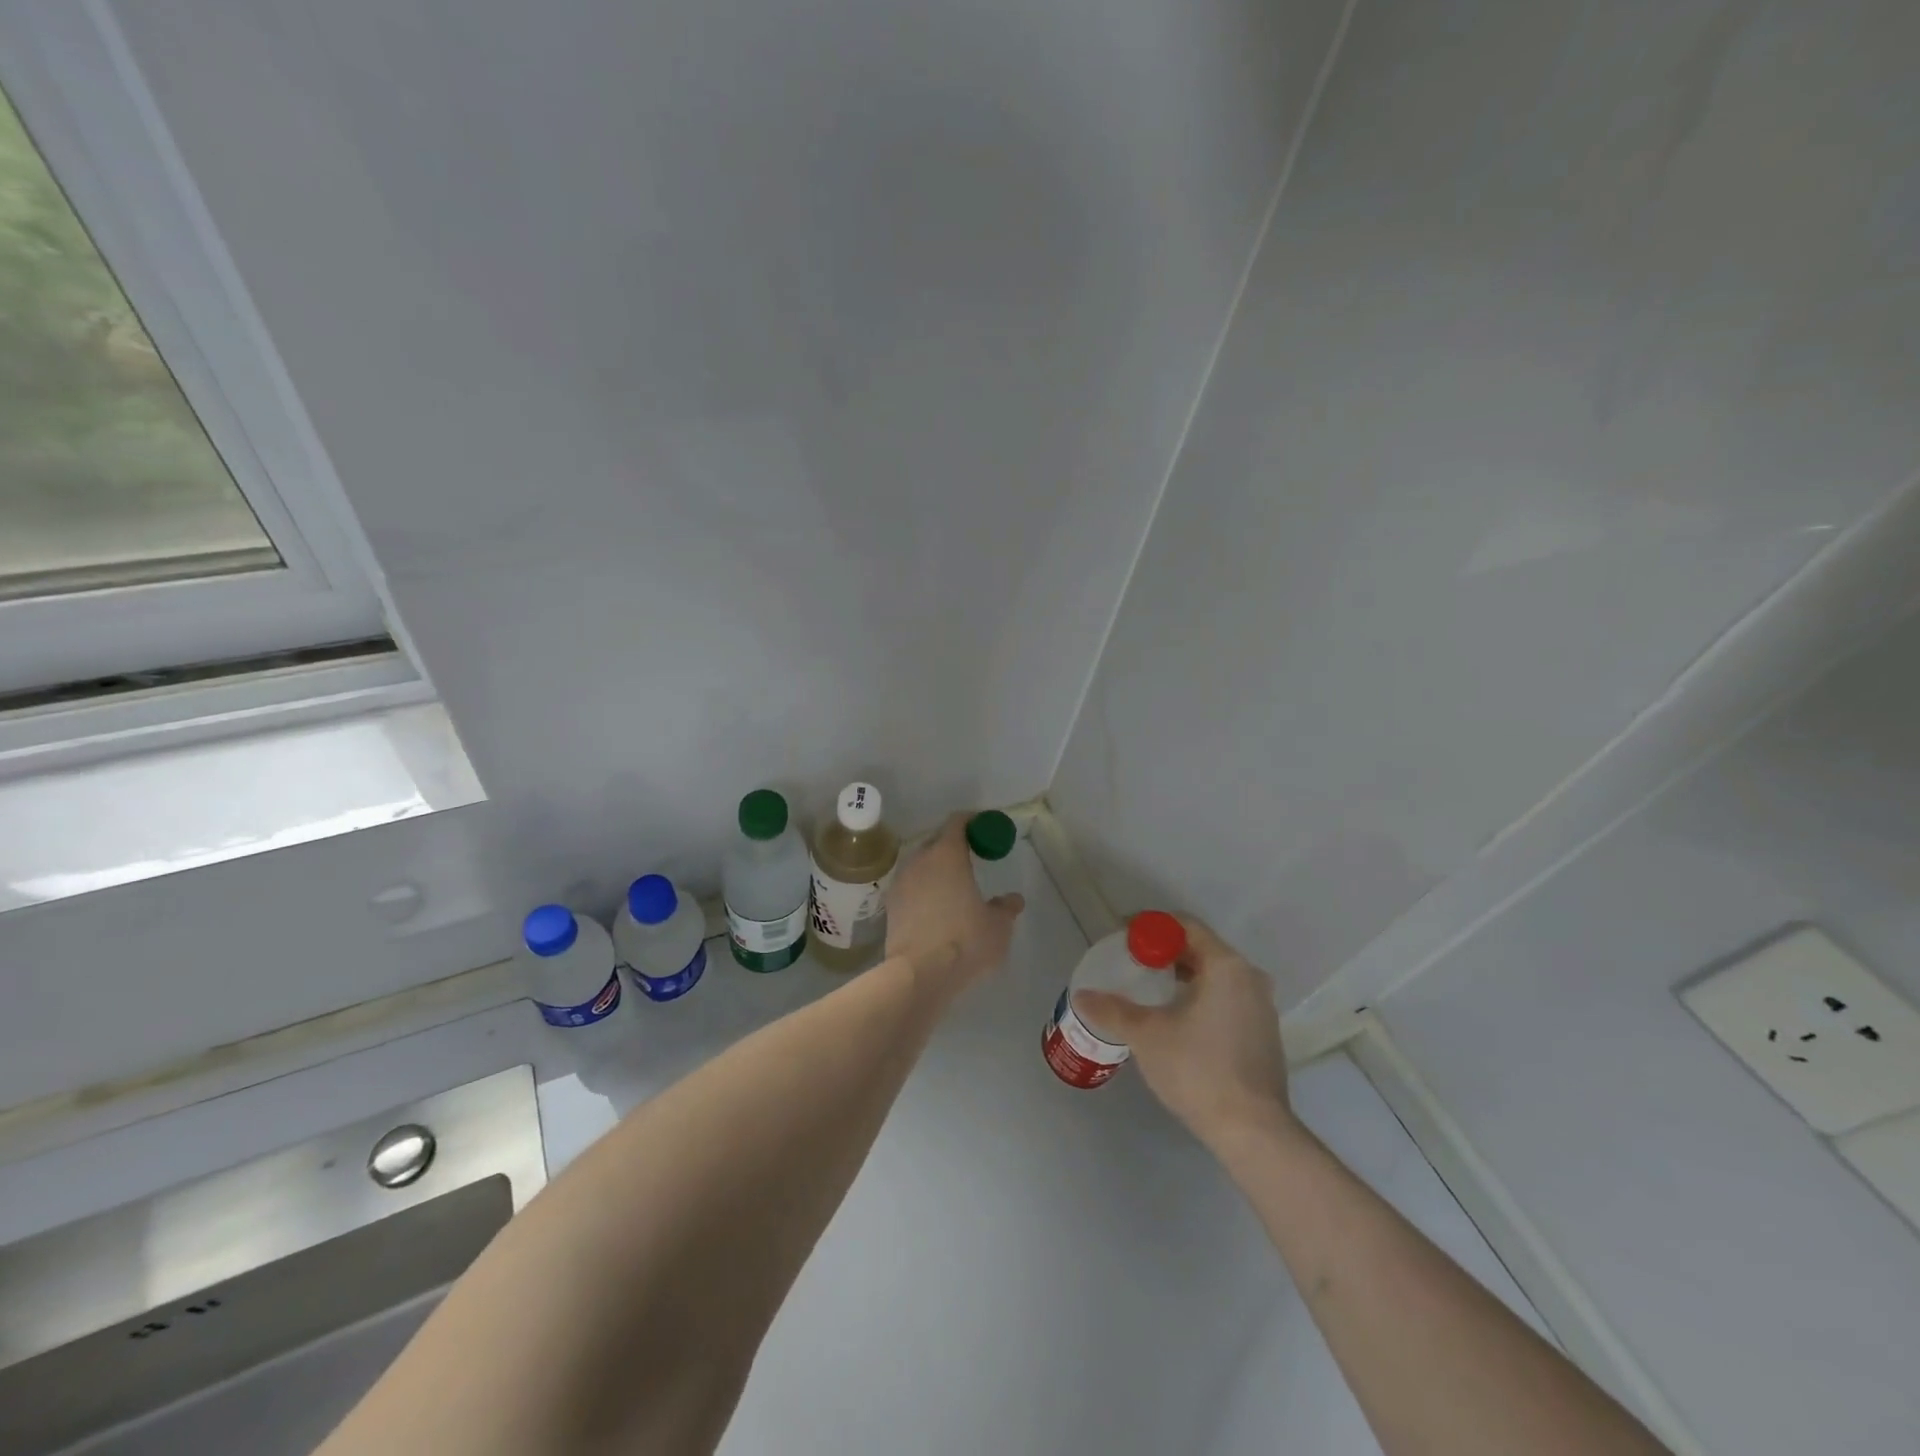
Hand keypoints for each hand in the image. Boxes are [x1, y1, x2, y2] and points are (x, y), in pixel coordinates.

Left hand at [886, 814, 1024, 998]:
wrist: (919, 974)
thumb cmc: (965, 940)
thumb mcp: (998, 926)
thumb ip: (1006, 908)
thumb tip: (1013, 900)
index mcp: (947, 855)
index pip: (957, 822)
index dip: (972, 822)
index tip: (985, 829)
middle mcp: (920, 861)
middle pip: (937, 842)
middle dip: (954, 846)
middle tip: (972, 858)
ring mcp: (901, 883)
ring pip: (921, 865)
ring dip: (936, 869)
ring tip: (953, 886)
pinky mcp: (890, 906)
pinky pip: (911, 887)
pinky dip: (924, 890)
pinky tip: (935, 909)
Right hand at [1074, 917, 1290, 1141]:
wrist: (1252, 1131)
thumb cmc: (1198, 1070)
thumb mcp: (1146, 1035)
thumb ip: (1112, 1010)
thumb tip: (1082, 996)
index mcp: (1225, 966)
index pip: (1185, 925)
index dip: (1151, 926)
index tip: (1124, 936)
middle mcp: (1249, 977)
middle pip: (1201, 948)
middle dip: (1165, 951)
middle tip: (1133, 961)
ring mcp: (1262, 1006)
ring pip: (1216, 974)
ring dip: (1183, 974)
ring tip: (1150, 988)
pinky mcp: (1264, 1032)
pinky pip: (1227, 997)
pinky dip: (1200, 995)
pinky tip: (1177, 1016)